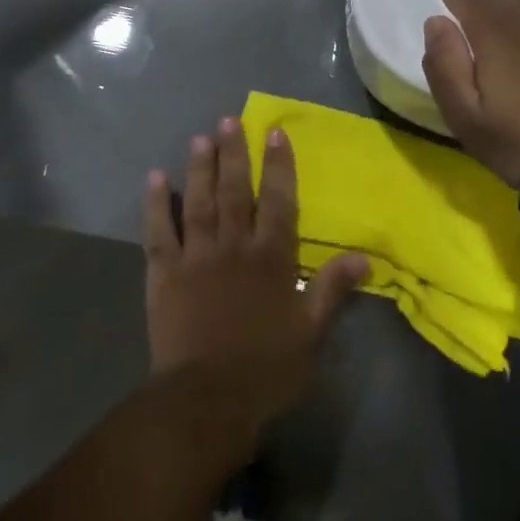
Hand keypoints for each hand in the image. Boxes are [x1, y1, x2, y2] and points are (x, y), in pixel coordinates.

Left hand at [144, 118, 366, 436]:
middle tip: (228, 120)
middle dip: (233, 153)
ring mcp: (195, 256)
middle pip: (233, 190)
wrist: (207, 401)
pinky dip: (156, 203)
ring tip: (200, 137)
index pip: (277, 200)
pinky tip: (154, 178)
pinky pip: (158, 231)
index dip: (278, 165)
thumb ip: (333, 290)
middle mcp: (233, 246)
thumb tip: (365, 257)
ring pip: (198, 201)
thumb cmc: (266, 370)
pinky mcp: (164, 273)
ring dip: (199, 168)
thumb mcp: (311, 334)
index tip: (274, 132)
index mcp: (271, 258)